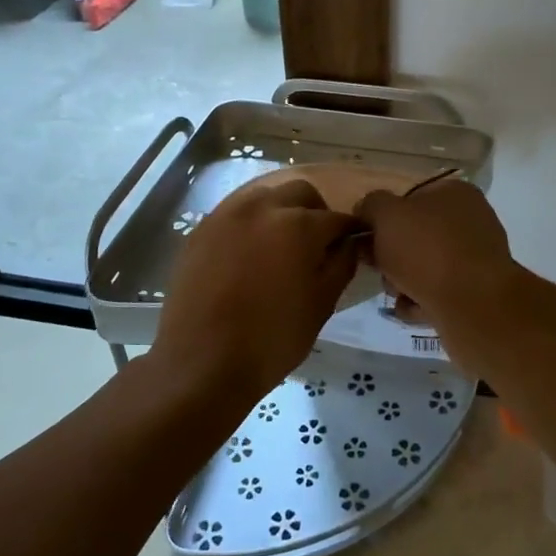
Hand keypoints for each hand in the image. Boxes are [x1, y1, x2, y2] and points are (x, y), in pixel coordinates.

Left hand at [154, 178, 359, 397]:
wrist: (201, 362)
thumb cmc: (272, 339)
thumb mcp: (321, 305)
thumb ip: (341, 265)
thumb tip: (348, 243)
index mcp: (299, 224)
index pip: (337, 218)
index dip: (351, 231)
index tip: (354, 244)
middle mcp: (263, 206)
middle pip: (301, 193)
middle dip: (316, 212)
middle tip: (318, 243)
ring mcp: (227, 214)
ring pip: (265, 196)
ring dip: (282, 211)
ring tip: (282, 245)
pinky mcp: (202, 228)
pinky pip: (236, 212)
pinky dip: (252, 222)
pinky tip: (251, 252)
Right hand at [355, 180, 516, 325]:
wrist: (473, 306)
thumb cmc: (428, 250)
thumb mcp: (386, 214)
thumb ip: (371, 205)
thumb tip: (367, 210)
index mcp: (455, 193)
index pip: (411, 198)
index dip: (384, 217)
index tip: (366, 238)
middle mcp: (471, 222)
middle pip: (416, 235)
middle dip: (392, 255)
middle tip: (379, 269)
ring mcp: (476, 259)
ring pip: (424, 267)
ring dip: (403, 281)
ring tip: (397, 293)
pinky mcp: (476, 293)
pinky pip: (436, 294)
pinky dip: (420, 302)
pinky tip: (411, 310)